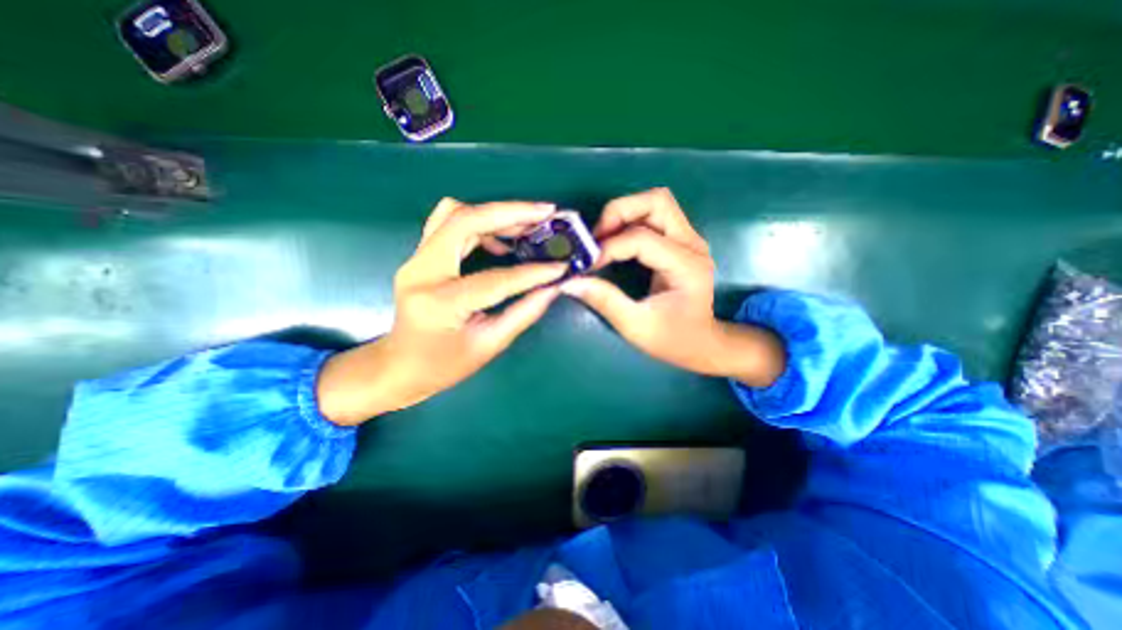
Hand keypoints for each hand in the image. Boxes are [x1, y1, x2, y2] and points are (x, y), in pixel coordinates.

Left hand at [319, 199, 571, 427]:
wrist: (399, 365)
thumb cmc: (444, 365)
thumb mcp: (489, 344)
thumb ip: (523, 313)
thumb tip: (553, 288)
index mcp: (441, 303)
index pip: (495, 279)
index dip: (533, 273)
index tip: (561, 266)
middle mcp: (421, 272)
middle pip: (465, 221)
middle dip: (510, 212)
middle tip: (545, 213)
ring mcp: (416, 260)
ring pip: (455, 214)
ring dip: (495, 214)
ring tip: (528, 225)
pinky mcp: (419, 256)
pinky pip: (448, 224)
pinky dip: (479, 222)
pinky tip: (501, 239)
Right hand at [560, 188, 780, 383]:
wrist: (702, 343)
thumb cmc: (672, 339)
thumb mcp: (636, 326)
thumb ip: (605, 301)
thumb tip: (570, 282)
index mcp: (686, 267)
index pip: (642, 239)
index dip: (609, 247)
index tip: (587, 265)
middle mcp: (693, 245)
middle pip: (657, 201)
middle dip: (619, 213)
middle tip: (595, 238)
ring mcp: (690, 240)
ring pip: (656, 203)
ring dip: (625, 213)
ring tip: (603, 238)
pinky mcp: (681, 241)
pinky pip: (654, 216)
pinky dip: (630, 220)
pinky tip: (615, 241)